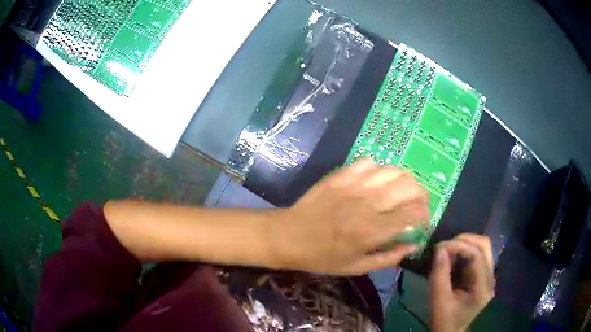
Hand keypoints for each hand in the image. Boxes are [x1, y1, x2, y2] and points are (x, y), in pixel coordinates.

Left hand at [270, 158, 429, 274]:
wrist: (289, 236)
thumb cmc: (323, 257)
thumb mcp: (357, 267)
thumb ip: (389, 257)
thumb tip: (414, 244)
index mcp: (372, 230)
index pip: (413, 213)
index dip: (425, 215)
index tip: (423, 221)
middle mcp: (368, 204)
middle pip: (409, 187)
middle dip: (421, 195)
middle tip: (417, 205)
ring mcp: (354, 185)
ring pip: (394, 171)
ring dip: (404, 181)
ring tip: (401, 192)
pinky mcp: (341, 175)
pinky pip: (370, 163)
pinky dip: (380, 171)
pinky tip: (377, 182)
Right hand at [429, 234, 494, 331]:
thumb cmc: (444, 320)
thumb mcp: (438, 300)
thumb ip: (439, 274)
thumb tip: (439, 248)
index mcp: (483, 286)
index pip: (477, 255)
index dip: (459, 246)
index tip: (439, 246)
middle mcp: (490, 278)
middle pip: (484, 245)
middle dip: (464, 240)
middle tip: (444, 246)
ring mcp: (488, 276)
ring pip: (482, 247)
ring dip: (465, 244)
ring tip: (447, 250)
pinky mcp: (482, 276)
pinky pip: (477, 255)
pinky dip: (464, 252)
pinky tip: (452, 257)